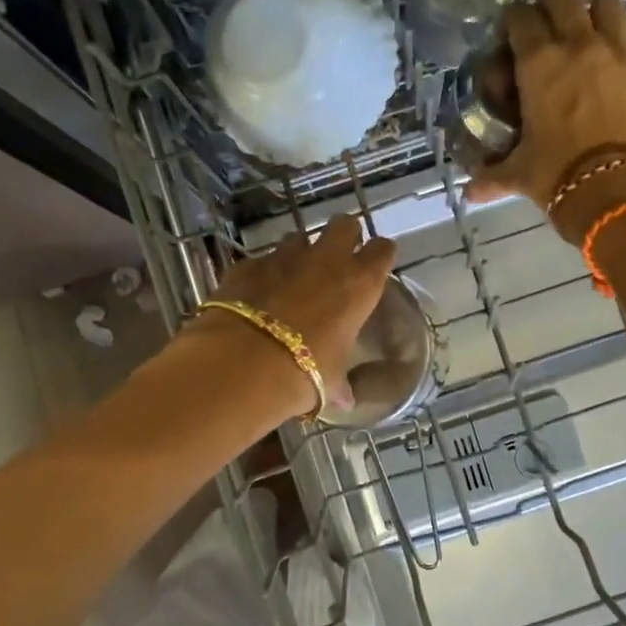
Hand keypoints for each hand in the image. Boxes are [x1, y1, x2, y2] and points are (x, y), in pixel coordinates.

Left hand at [197, 215, 396, 415]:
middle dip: (343, 236)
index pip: (382, 250)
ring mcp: (283, 257)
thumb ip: (340, 384)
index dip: (379, 255)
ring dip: (299, 254)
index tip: (374, 266)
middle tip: (337, 260)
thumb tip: (345, 400)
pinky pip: (261, 260)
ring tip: (293, 279)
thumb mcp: (330, 380)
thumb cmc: (305, 373)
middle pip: (343, 224)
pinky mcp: (247, 265)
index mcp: (359, 284)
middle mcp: (326, 260)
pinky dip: (262, 273)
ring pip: (298, 238)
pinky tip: (256, 295)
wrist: (243, 364)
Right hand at [464, 0, 625, 241]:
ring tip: (589, 36)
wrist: (617, 188)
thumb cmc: (557, 175)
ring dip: (594, 13)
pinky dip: (623, 46)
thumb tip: (470, 194)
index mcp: (539, 62)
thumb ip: (492, 176)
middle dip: (552, 5)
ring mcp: (620, 51)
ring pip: (607, 4)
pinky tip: (618, 68)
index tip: (511, 35)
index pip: (520, 17)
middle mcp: (579, 44)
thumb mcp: (520, 173)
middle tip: (549, 28)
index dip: (513, 22)